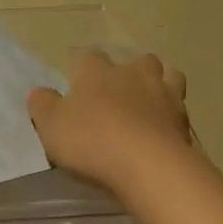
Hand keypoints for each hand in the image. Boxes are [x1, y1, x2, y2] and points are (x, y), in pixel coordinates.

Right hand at [27, 50, 192, 195]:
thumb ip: (43, 106)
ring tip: (147, 106)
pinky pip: (179, 107)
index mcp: (97, 71)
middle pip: (134, 61)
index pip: (86, 58)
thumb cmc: (91, 141)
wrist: (147, 165)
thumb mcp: (51, 126)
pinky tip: (162, 130)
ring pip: (167, 75)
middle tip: (116, 96)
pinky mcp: (184, 119)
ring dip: (157, 85)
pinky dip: (171, 114)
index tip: (75, 85)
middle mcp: (133, 73)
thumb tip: (38, 91)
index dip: (79, 70)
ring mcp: (164, 93)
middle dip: (127, 73)